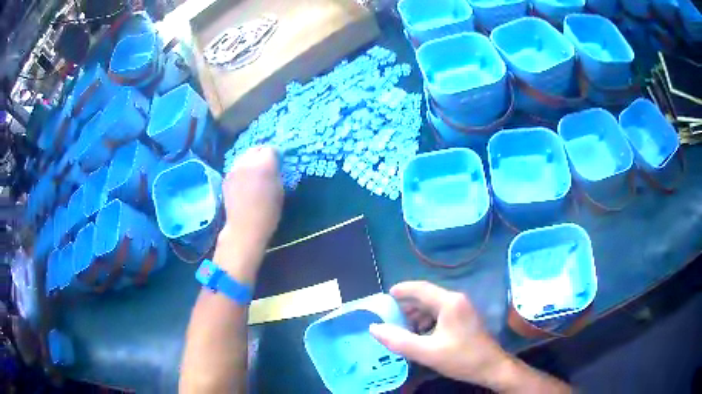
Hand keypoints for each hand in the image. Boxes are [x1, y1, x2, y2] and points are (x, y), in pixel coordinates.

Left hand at [215, 146, 283, 281]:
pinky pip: (236, 168)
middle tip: (267, 167)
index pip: (271, 149)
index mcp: (264, 163)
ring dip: (250, 162)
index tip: (278, 164)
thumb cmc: (268, 212)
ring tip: (254, 175)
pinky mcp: (226, 177)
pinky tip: (244, 183)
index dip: (275, 156)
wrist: (245, 228)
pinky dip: (242, 171)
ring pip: (244, 157)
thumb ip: (276, 172)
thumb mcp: (280, 190)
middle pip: (255, 149)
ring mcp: (234, 169)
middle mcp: (247, 161)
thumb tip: (274, 166)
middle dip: (262, 155)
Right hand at [369, 282, 510, 388]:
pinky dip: (427, 321)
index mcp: (449, 302)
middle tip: (389, 318)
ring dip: (416, 315)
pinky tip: (420, 335)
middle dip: (406, 306)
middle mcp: (457, 300)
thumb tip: (375, 328)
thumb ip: (399, 340)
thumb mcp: (427, 352)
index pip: (420, 288)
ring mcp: (463, 309)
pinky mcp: (465, 319)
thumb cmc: (461, 358)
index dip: (401, 290)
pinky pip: (441, 314)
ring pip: (433, 306)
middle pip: (426, 297)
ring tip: (402, 329)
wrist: (491, 367)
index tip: (384, 297)